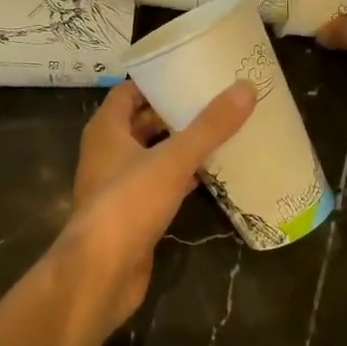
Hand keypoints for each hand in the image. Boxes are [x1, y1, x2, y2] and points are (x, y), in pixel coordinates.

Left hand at [56, 80, 255, 332]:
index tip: (189, 73)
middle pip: (141, 122)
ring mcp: (117, 186)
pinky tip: (210, 175)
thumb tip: (245, 89)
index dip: (156, 81)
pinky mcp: (131, 214)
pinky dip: (180, 177)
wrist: (101, 272)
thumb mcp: (172, 160)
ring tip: (218, 133)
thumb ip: (208, 127)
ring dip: (178, 146)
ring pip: (151, 155)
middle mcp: (107, 153)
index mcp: (106, 130)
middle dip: (173, 113)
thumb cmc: (128, 203)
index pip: (128, 92)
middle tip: (213, 101)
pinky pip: (158, 185)